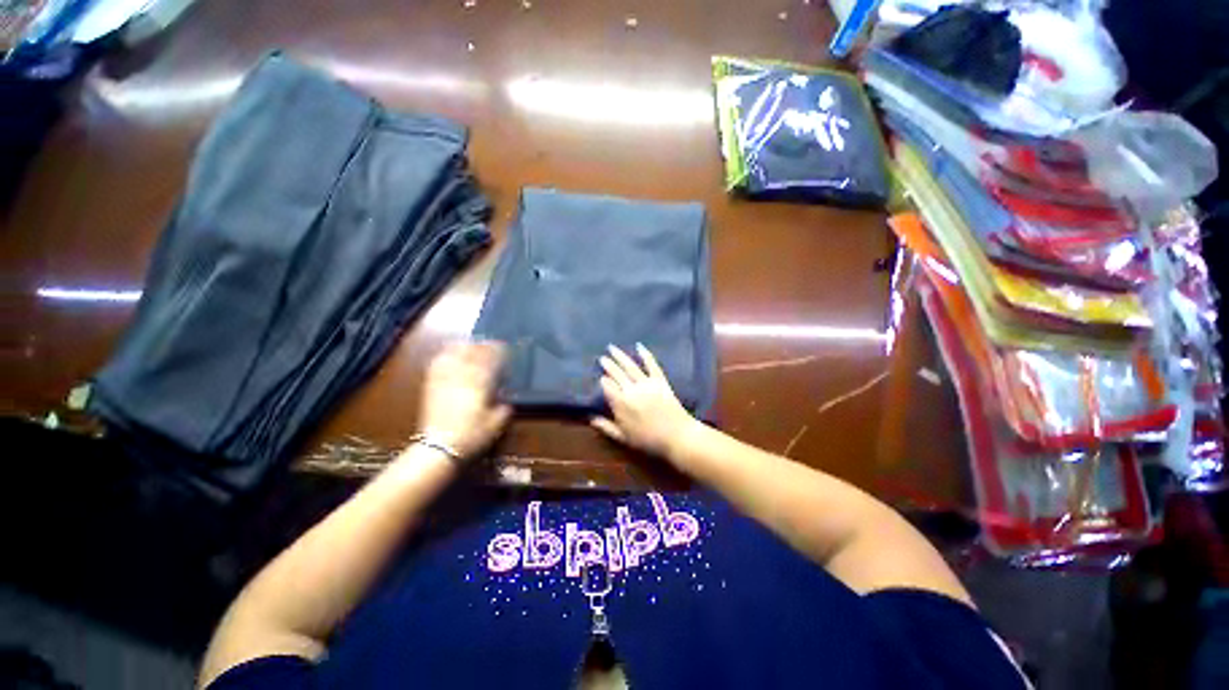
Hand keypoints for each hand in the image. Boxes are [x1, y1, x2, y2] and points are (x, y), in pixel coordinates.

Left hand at [416, 341, 511, 458]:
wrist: (440, 448)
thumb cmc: (472, 435)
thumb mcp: (497, 422)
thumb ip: (505, 405)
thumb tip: (506, 395)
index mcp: (480, 383)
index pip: (490, 359)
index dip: (498, 350)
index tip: (505, 347)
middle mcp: (462, 376)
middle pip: (472, 353)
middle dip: (482, 346)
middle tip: (490, 343)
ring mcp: (445, 380)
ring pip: (453, 355)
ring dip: (463, 347)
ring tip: (470, 344)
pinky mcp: (431, 386)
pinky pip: (437, 365)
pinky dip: (444, 356)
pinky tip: (447, 354)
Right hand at [591, 344, 696, 460]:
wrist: (676, 436)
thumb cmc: (648, 440)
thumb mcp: (623, 437)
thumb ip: (606, 427)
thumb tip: (590, 418)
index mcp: (621, 403)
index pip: (607, 387)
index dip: (603, 381)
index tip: (599, 376)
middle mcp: (631, 390)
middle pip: (617, 374)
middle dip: (608, 365)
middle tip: (602, 357)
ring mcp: (646, 383)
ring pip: (630, 366)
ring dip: (620, 356)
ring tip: (612, 348)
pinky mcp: (660, 381)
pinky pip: (652, 365)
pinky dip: (646, 354)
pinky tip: (639, 346)